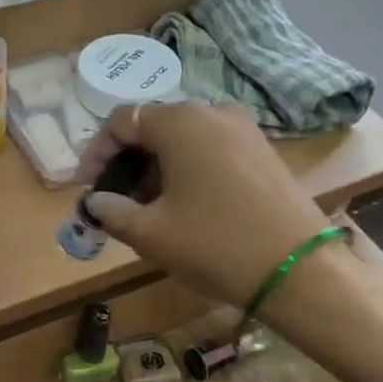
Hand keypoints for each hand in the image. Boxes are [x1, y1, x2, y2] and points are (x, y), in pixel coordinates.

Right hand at [74, 102, 328, 309]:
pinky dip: (187, 171)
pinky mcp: (263, 151)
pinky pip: (211, 150)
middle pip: (154, 128)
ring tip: (147, 210)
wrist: (296, 268)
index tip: (86, 189)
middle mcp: (212, 112)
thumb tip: (95, 201)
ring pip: (184, 140)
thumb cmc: (213, 244)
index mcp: (180, 121)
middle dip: (127, 164)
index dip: (96, 154)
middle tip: (115, 203)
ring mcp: (244, 130)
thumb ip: (112, 211)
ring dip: (157, 169)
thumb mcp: (150, 233)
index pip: (122, 122)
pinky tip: (185, 207)